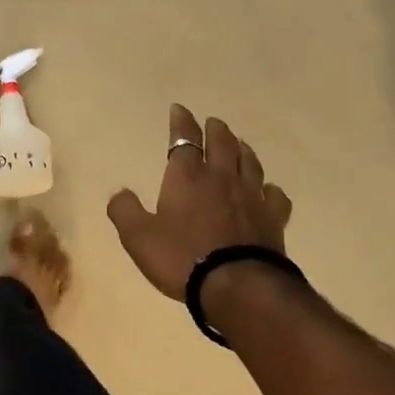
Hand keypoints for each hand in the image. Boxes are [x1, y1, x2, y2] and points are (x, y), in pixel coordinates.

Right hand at [107, 104, 292, 300]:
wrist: (236, 284)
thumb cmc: (181, 257)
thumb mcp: (138, 237)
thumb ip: (125, 211)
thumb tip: (120, 193)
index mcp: (187, 177)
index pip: (183, 140)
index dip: (181, 123)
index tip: (179, 109)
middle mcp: (221, 178)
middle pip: (222, 144)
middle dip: (215, 130)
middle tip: (213, 123)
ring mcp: (251, 197)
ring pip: (249, 163)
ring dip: (242, 150)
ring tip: (239, 144)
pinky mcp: (273, 219)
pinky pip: (274, 195)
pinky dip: (269, 188)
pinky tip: (268, 189)